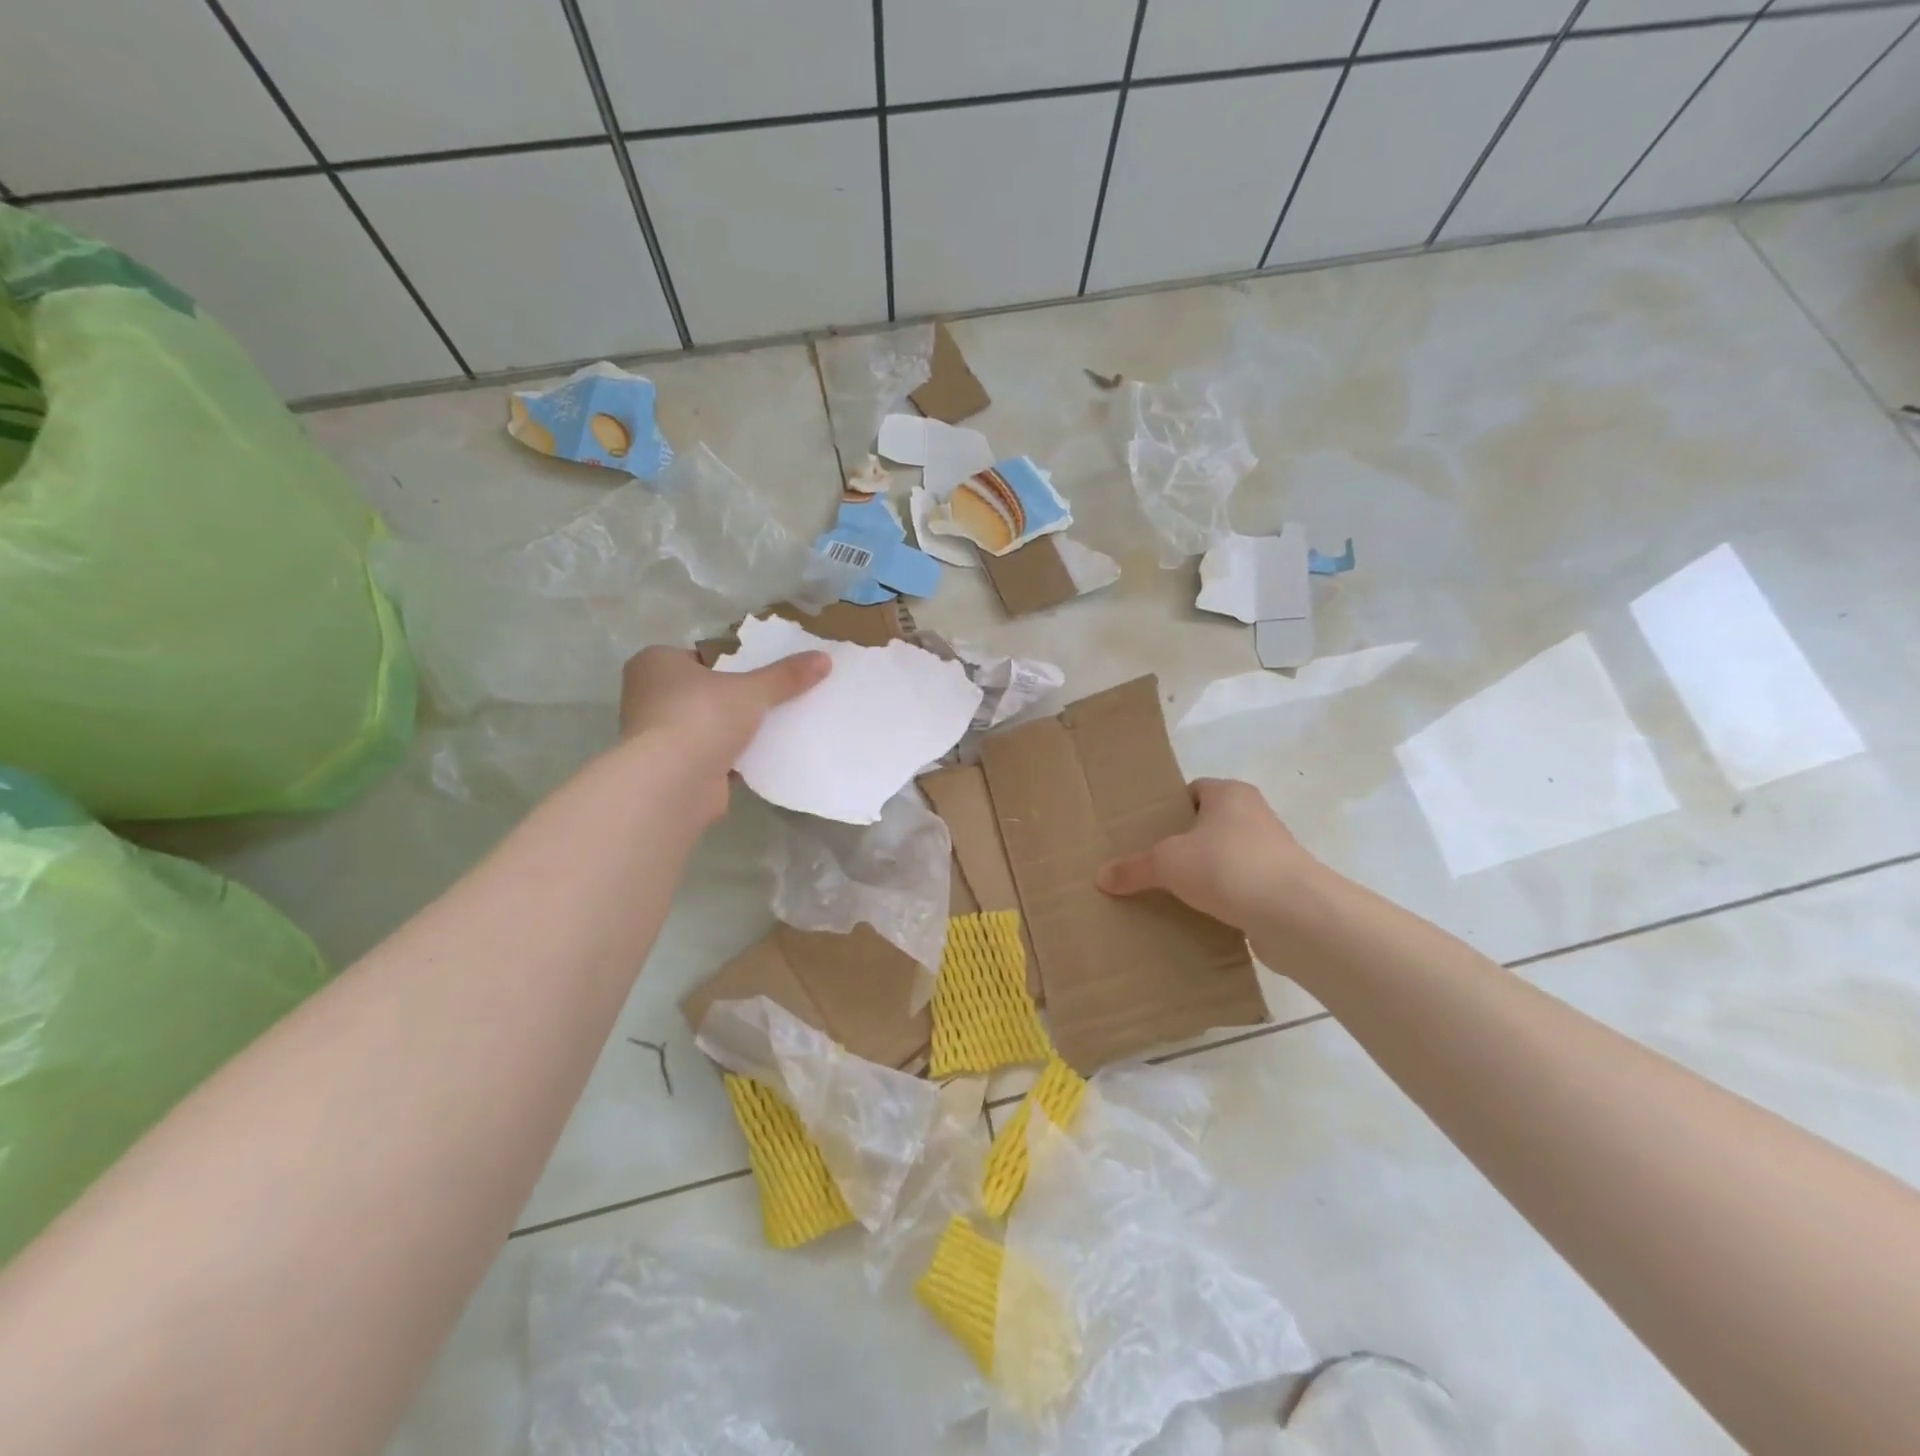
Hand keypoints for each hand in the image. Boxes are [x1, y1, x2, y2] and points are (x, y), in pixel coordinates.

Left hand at [617, 646, 829, 821]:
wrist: (672, 783)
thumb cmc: (702, 717)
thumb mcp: (752, 689)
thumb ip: (786, 675)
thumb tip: (825, 658)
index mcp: (656, 663)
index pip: (700, 656)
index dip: (732, 662)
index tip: (761, 671)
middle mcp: (649, 696)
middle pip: (705, 691)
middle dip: (736, 698)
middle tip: (774, 696)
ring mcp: (658, 735)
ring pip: (708, 725)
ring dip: (735, 730)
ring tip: (777, 725)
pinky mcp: (673, 768)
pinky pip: (712, 755)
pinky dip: (734, 757)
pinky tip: (765, 756)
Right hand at [1097, 778, 1320, 930]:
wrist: (1294, 914)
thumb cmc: (1228, 866)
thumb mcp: (1167, 863)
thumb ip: (1134, 868)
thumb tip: (1101, 877)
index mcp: (1230, 794)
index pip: (1195, 790)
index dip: (1169, 807)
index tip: (1146, 830)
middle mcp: (1255, 816)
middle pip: (1209, 825)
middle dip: (1183, 843)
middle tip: (1150, 862)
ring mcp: (1272, 853)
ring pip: (1226, 858)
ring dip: (1204, 874)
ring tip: (1170, 892)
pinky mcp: (1281, 888)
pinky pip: (1241, 888)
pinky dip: (1223, 899)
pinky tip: (1198, 916)